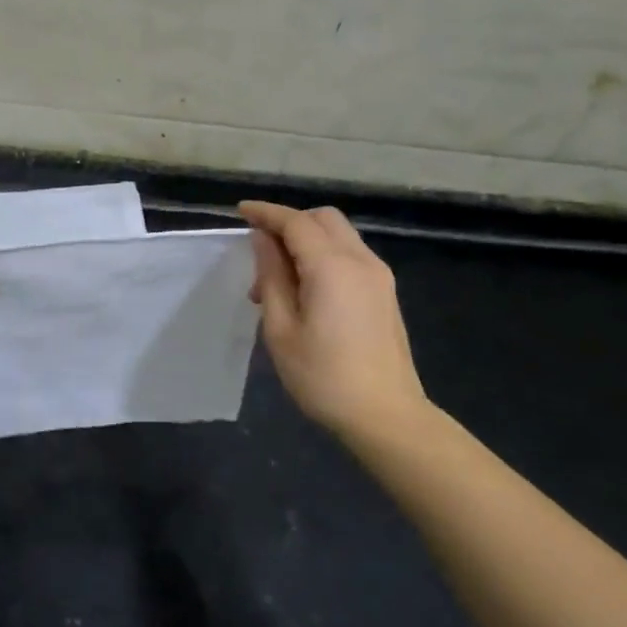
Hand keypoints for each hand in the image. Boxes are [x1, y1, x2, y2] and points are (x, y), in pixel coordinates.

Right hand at [239, 201, 428, 441]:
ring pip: (339, 235)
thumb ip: (272, 277)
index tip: (241, 211)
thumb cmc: (323, 377)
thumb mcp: (282, 330)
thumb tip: (264, 241)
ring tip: (279, 283)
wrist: (386, 415)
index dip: (266, 213)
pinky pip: (350, 256)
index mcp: (332, 267)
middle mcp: (361, 261)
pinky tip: (307, 291)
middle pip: (323, 219)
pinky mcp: (385, 293)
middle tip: (261, 253)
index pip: (295, 222)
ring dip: (307, 241)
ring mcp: (379, 276)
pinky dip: (324, 256)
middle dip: (290, 222)